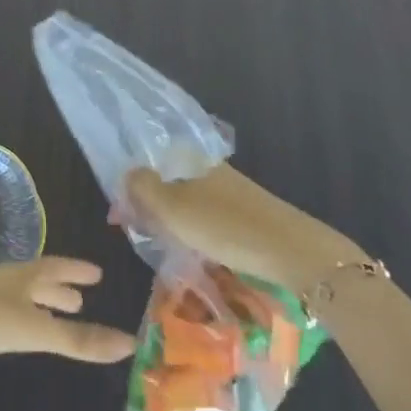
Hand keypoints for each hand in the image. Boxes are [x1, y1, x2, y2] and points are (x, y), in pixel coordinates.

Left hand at [0, 258, 137, 375]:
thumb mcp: (33, 330)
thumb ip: (78, 340)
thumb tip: (130, 344)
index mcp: (21, 276)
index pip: (55, 267)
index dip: (76, 270)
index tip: (97, 272)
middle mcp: (3, 283)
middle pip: (37, 281)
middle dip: (60, 288)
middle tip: (82, 297)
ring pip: (19, 299)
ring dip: (40, 306)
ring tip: (56, 317)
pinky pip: (3, 316)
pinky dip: (20, 321)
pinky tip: (16, 334)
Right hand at [121, 165, 365, 289]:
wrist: (290, 250)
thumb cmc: (223, 226)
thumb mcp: (173, 207)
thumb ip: (144, 188)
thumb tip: (128, 173)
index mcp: (192, 160)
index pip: (152, 164)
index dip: (132, 188)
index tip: (120, 217)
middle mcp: (212, 169)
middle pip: (170, 182)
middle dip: (151, 206)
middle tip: (141, 234)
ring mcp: (232, 191)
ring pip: (189, 201)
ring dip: (172, 219)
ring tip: (164, 245)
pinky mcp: (248, 213)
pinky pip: (208, 216)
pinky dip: (195, 229)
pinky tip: (195, 248)